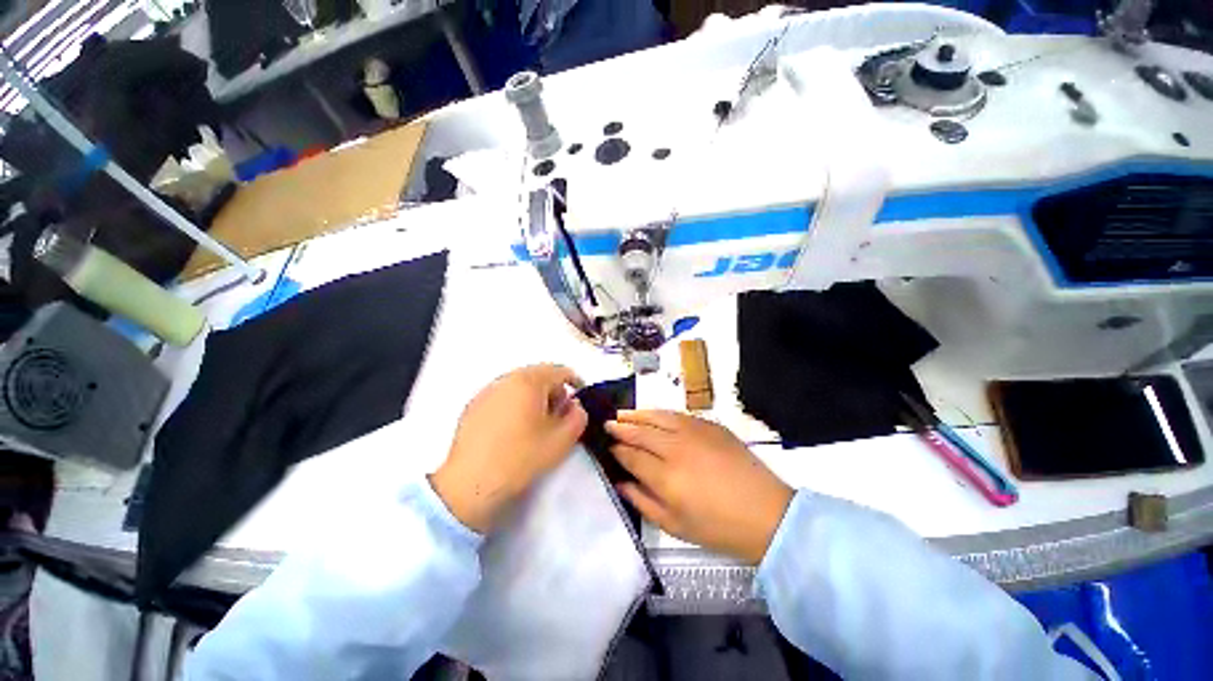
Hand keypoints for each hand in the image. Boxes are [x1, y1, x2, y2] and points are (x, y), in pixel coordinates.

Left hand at [431, 365, 587, 532]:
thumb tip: (574, 405)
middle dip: (554, 390)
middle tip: (559, 414)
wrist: (470, 484)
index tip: (580, 399)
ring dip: (534, 397)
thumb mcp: (561, 440)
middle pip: (538, 375)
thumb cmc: (521, 458)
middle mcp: (506, 379)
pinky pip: (503, 395)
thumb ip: (578, 417)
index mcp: (529, 381)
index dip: (575, 382)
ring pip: (519, 384)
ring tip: (536, 423)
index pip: (560, 371)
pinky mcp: (473, 406)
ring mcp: (487, 391)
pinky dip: (515, 403)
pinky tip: (513, 429)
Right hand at [606, 411, 792, 564]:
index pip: (631, 456)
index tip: (608, 447)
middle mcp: (676, 449)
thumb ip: (641, 501)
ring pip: (657, 417)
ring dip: (636, 415)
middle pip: (640, 432)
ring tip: (622, 414)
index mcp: (665, 477)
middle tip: (608, 424)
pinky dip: (660, 413)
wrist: (767, 513)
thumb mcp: (674, 526)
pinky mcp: (710, 425)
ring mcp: (694, 432)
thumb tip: (619, 482)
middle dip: (621, 428)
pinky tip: (652, 414)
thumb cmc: (718, 528)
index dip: (617, 450)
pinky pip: (677, 414)